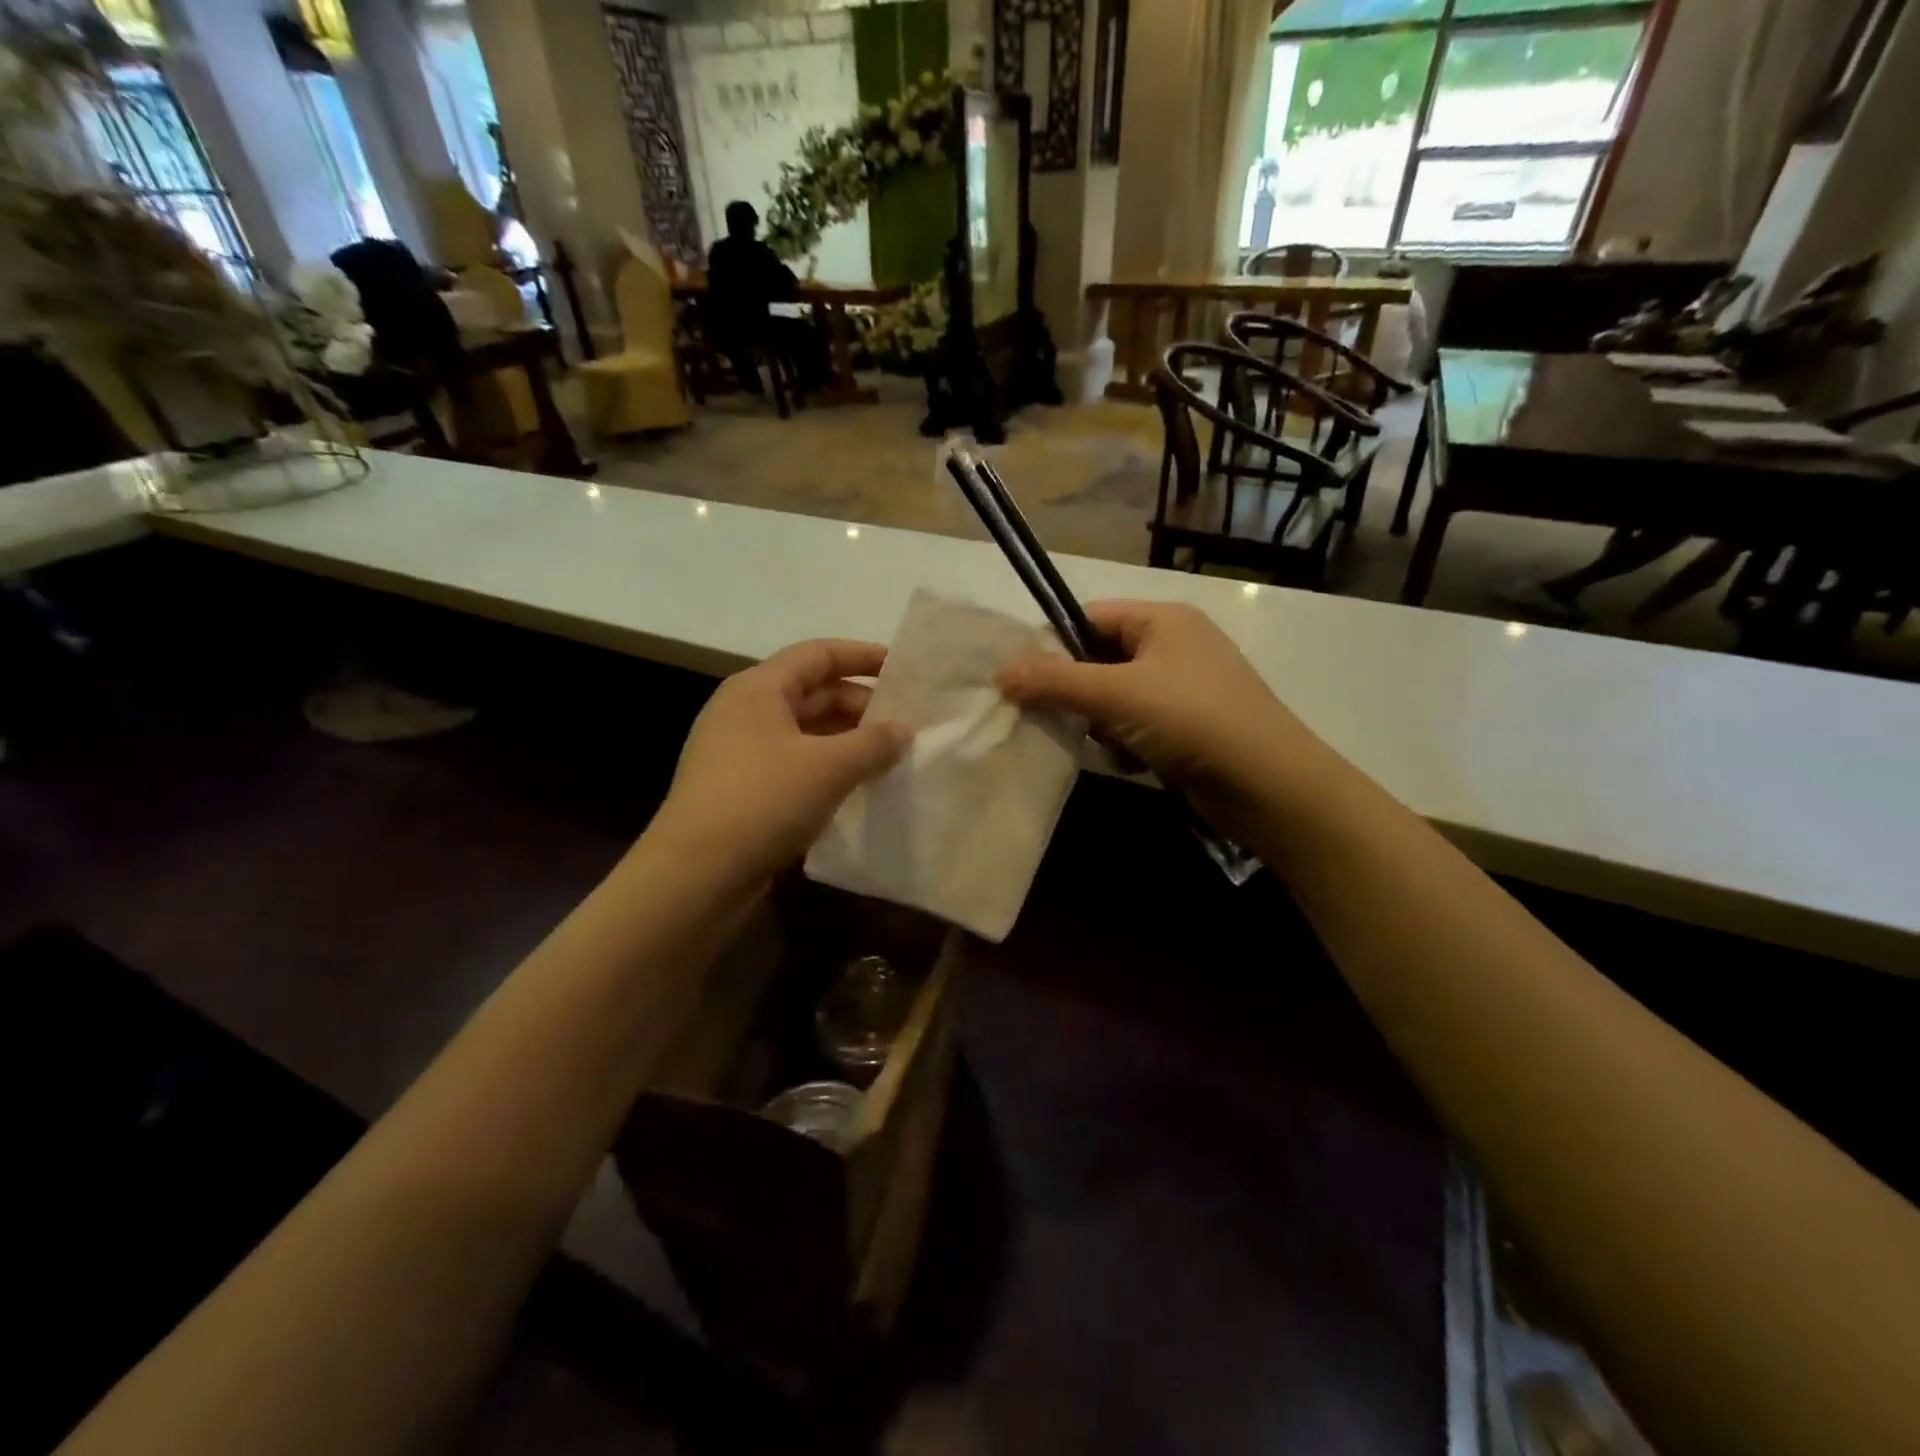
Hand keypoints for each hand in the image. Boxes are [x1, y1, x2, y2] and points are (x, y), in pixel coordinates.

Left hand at [649, 640, 908, 887]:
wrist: (695, 875)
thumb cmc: (762, 801)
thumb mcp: (829, 767)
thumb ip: (874, 743)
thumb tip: (904, 730)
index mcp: (758, 689)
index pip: (817, 655)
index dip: (861, 656)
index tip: (901, 669)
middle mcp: (744, 712)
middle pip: (811, 693)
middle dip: (859, 705)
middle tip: (903, 724)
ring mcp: (738, 753)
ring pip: (804, 732)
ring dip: (845, 740)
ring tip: (888, 756)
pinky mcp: (740, 790)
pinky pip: (793, 764)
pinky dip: (826, 768)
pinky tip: (855, 787)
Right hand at [999, 601, 1315, 796]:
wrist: (1269, 785)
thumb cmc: (1191, 720)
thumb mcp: (1116, 694)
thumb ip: (1054, 680)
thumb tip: (1001, 672)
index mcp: (1163, 619)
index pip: (1089, 618)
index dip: (1055, 647)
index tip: (1029, 684)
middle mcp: (1176, 645)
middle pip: (1100, 661)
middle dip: (1082, 696)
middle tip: (1068, 720)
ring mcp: (1187, 688)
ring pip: (1116, 700)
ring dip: (1105, 726)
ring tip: (1117, 747)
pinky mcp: (1192, 727)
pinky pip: (1139, 726)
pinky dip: (1129, 745)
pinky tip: (1138, 764)